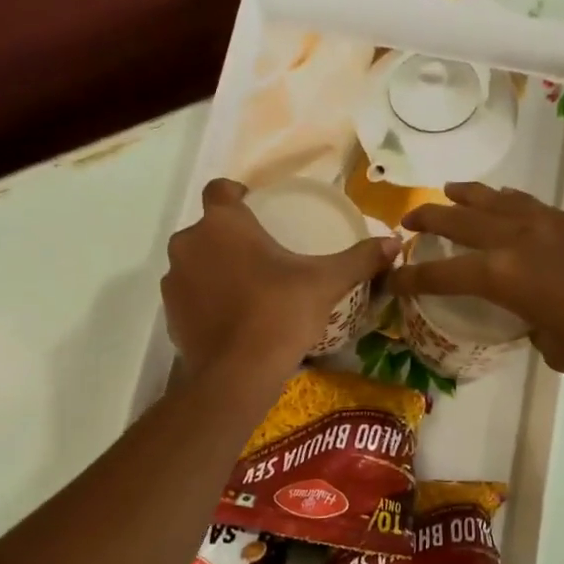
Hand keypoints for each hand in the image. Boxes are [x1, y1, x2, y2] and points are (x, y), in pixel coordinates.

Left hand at [163, 179, 397, 385]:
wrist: (237, 373)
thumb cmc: (280, 313)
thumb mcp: (326, 282)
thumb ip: (360, 258)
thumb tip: (394, 243)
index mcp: (222, 224)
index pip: (220, 189)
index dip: (237, 194)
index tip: (258, 208)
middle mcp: (189, 243)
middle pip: (208, 228)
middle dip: (231, 237)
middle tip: (264, 254)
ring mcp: (173, 280)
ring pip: (196, 261)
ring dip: (216, 267)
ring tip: (248, 287)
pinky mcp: (169, 314)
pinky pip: (190, 294)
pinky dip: (206, 299)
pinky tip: (234, 316)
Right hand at [389, 182, 563, 378]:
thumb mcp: (556, 348)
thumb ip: (534, 329)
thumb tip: (537, 320)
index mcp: (504, 276)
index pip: (443, 274)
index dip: (411, 277)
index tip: (391, 277)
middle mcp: (519, 240)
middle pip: (460, 220)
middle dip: (429, 219)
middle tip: (409, 218)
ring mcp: (551, 223)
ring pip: (497, 200)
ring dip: (469, 196)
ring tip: (452, 191)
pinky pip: (532, 205)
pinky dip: (511, 204)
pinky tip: (511, 208)